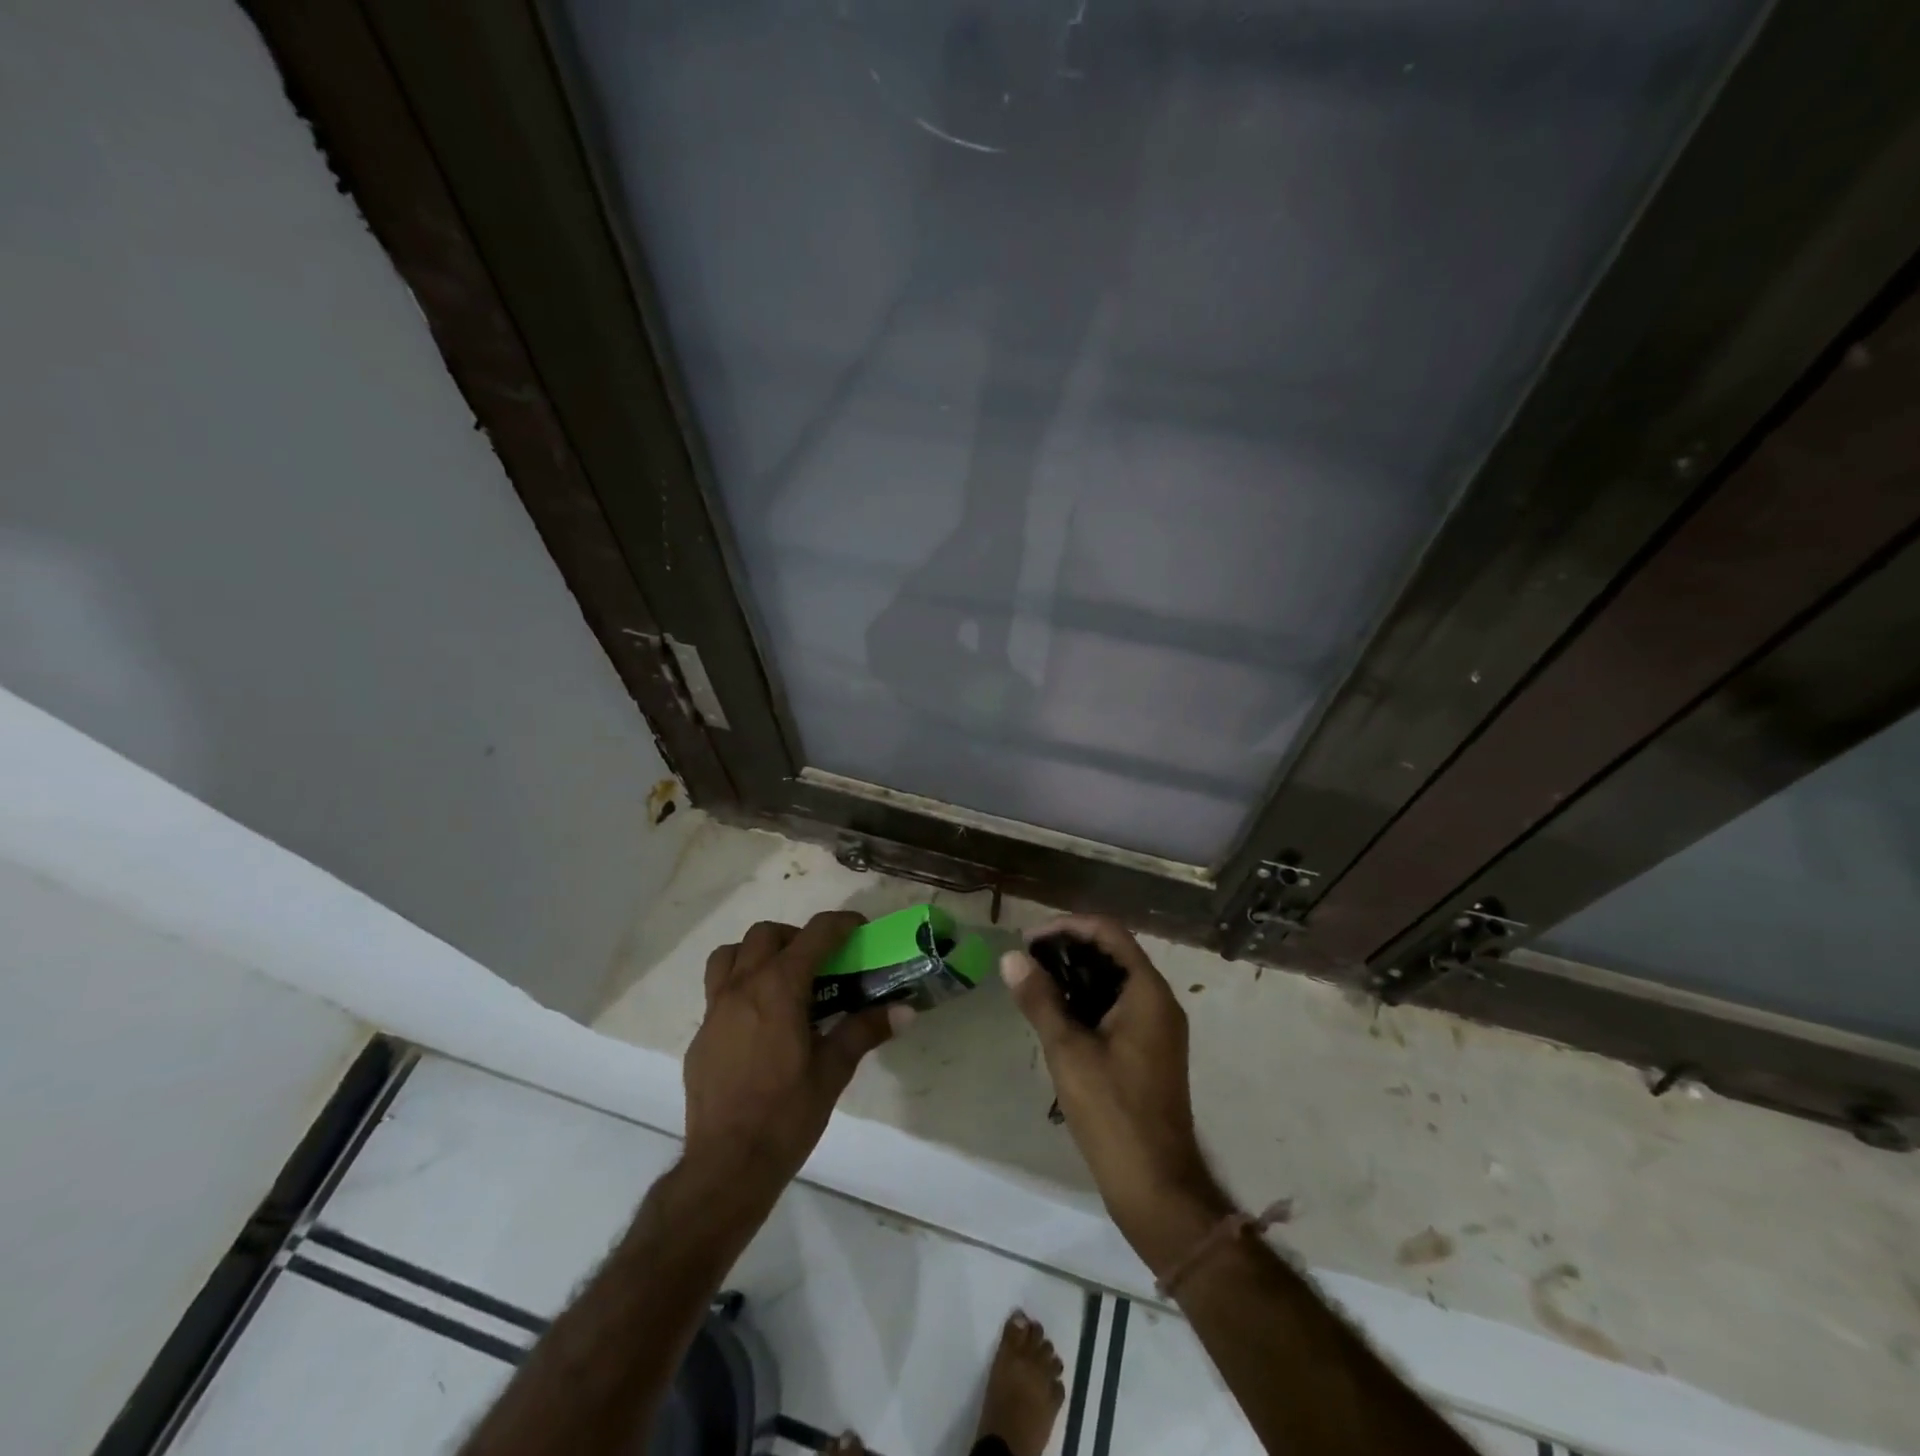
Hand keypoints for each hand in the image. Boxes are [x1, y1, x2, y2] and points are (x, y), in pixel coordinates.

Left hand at [682, 912, 901, 1199]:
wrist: (727, 1165)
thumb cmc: (786, 1114)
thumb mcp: (833, 1071)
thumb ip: (865, 1030)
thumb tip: (905, 1010)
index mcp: (779, 988)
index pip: (814, 934)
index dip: (840, 923)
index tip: (859, 928)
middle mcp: (743, 987)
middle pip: (766, 934)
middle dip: (796, 936)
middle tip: (820, 961)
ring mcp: (715, 1010)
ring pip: (730, 954)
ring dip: (757, 953)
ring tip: (781, 979)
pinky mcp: (701, 1035)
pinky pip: (717, 991)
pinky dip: (740, 987)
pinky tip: (759, 1023)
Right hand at [1002, 916, 1231, 1270]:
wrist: (1156, 1186)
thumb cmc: (1113, 1112)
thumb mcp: (1068, 1051)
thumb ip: (1040, 1000)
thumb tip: (1011, 958)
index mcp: (1148, 992)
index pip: (1109, 933)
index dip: (1068, 927)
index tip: (1029, 939)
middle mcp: (1159, 1001)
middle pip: (1113, 952)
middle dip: (1069, 948)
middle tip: (1027, 961)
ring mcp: (1158, 1028)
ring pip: (1115, 980)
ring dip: (1077, 974)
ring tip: (1035, 984)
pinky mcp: (1150, 1050)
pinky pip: (1118, 1006)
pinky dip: (1088, 1000)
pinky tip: (1058, 1015)